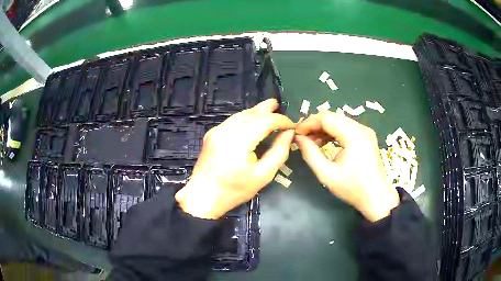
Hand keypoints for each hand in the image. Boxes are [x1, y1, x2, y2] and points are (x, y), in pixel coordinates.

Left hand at [175, 99, 294, 218]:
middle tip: (278, 104)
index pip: (265, 121)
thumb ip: (279, 152)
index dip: (281, 120)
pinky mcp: (211, 134)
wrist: (204, 196)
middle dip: (266, 108)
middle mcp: (226, 130)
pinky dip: (244, 118)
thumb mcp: (263, 175)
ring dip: (255, 112)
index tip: (291, 125)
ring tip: (268, 108)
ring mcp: (216, 130)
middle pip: (251, 113)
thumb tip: (288, 134)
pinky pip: (232, 121)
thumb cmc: (235, 190)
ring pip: (240, 115)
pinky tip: (251, 120)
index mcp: (239, 140)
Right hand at [295, 111, 399, 221]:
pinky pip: (346, 128)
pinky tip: (324, 143)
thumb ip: (310, 154)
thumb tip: (298, 138)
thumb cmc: (353, 188)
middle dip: (315, 125)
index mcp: (354, 135)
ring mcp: (365, 131)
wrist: (376, 198)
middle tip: (302, 138)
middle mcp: (361, 128)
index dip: (308, 123)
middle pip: (333, 117)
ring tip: (311, 142)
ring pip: (339, 121)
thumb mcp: (327, 174)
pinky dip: (333, 133)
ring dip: (323, 129)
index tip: (296, 134)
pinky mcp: (366, 137)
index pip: (326, 118)